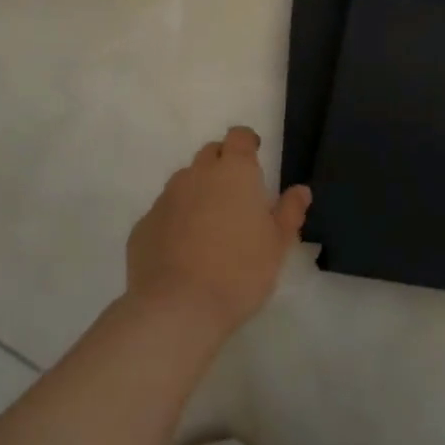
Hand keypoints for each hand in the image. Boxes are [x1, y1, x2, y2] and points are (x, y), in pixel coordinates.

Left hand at [126, 126, 309, 339]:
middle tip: (236, 195)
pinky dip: (176, 220)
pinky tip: (183, 250)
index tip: (254, 157)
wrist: (177, 307)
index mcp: (234, 172)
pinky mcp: (143, 225)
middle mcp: (197, 174)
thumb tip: (301, 190)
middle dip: (223, 165)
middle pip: (210, 153)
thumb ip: (290, 212)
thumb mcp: (278, 245)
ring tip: (210, 226)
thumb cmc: (240, 271)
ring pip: (185, 182)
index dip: (247, 143)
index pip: (239, 137)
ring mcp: (166, 198)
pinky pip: (164, 212)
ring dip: (198, 192)